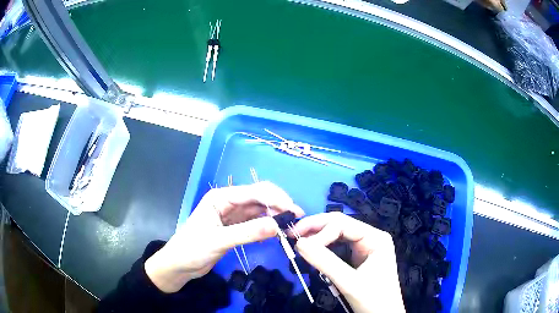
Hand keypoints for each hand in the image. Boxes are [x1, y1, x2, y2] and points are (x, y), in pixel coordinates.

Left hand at [144, 181, 303, 292]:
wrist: (179, 265)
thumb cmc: (192, 249)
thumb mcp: (219, 240)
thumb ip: (247, 233)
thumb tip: (277, 226)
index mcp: (221, 197)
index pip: (254, 192)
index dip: (276, 198)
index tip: (294, 210)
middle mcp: (228, 202)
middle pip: (259, 199)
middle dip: (278, 206)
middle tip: (296, 219)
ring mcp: (232, 216)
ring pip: (258, 211)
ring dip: (273, 217)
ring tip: (289, 228)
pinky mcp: (234, 228)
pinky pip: (255, 224)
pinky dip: (265, 228)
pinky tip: (274, 235)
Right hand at [293, 212, 404, 312]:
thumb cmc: (373, 299)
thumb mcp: (349, 282)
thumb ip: (325, 262)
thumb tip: (299, 243)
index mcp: (376, 238)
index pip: (343, 224)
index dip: (320, 230)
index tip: (299, 244)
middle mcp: (371, 237)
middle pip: (340, 225)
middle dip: (316, 229)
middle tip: (292, 234)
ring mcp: (365, 247)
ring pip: (337, 235)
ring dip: (318, 237)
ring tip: (298, 242)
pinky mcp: (358, 258)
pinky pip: (338, 247)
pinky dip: (323, 248)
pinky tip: (312, 250)